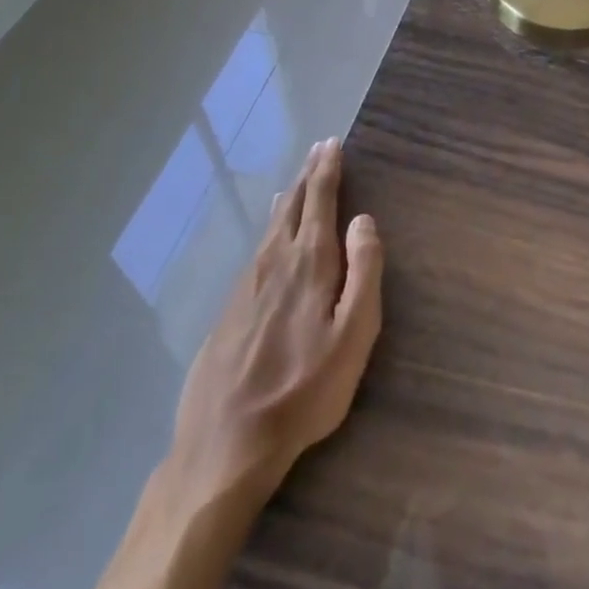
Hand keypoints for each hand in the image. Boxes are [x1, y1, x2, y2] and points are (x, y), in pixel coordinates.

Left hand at [160, 139, 383, 516]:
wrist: (223, 445)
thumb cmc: (303, 391)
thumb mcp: (353, 336)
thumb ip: (364, 272)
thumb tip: (364, 220)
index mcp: (308, 263)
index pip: (320, 201)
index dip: (328, 170)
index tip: (332, 143)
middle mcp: (273, 262)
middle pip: (292, 207)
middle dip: (308, 176)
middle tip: (317, 150)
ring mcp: (245, 286)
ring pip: (270, 228)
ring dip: (288, 200)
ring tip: (296, 185)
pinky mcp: (228, 310)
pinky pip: (256, 252)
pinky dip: (270, 230)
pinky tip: (269, 238)